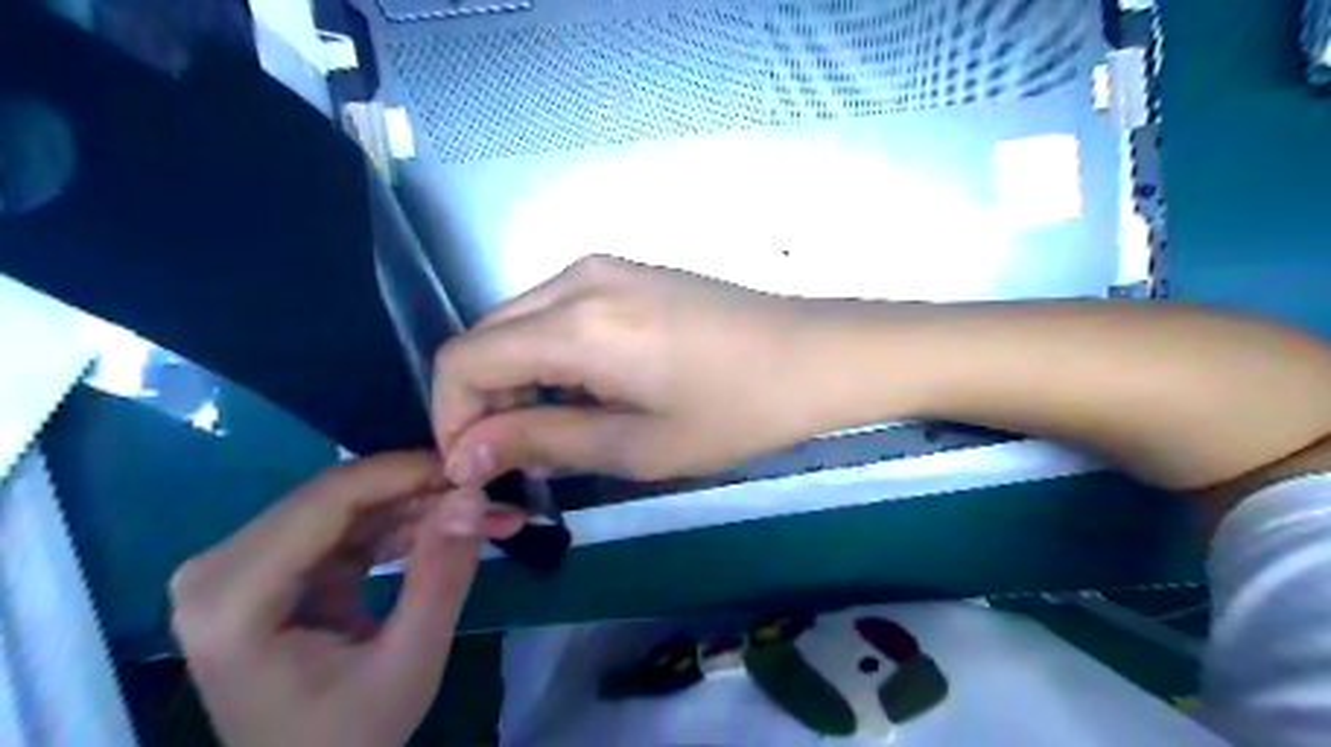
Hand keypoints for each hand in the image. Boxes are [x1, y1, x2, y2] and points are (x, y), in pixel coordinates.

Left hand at [176, 451, 525, 746]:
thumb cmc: (348, 738)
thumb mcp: (409, 662)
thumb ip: (441, 576)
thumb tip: (473, 495)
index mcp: (232, 600)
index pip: (330, 499)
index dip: (408, 473)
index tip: (475, 468)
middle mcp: (220, 569)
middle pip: (337, 497)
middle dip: (421, 490)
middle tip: (490, 495)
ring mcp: (240, 566)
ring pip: (347, 506)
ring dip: (418, 507)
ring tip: (485, 515)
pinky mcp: (268, 569)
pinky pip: (345, 527)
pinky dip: (400, 528)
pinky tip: (448, 533)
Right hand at [435, 254, 823, 481]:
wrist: (814, 355)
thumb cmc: (736, 410)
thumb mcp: (637, 446)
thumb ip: (541, 441)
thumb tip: (462, 455)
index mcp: (577, 324)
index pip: (463, 360)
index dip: (451, 418)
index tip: (474, 468)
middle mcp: (576, 279)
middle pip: (485, 338)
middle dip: (483, 403)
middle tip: (517, 461)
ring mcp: (602, 268)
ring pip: (518, 325)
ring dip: (517, 382)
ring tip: (556, 435)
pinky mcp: (624, 273)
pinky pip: (555, 313)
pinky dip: (549, 358)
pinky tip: (586, 395)